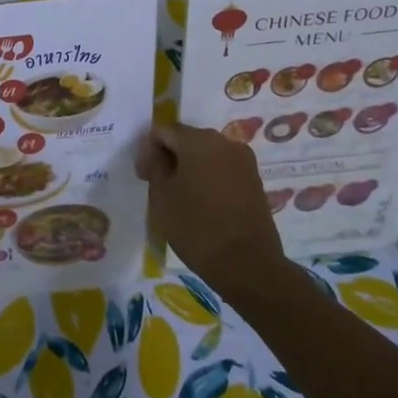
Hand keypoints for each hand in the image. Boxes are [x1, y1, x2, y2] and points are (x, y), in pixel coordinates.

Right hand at [138, 123, 285, 301]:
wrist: (248, 265)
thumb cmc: (197, 227)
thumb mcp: (162, 196)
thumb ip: (154, 165)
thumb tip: (155, 152)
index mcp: (198, 140)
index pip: (163, 131)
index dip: (148, 150)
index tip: (143, 177)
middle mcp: (224, 142)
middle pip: (187, 139)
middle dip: (170, 157)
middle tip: (159, 186)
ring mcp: (243, 160)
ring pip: (206, 154)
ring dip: (190, 167)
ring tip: (181, 196)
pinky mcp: (254, 179)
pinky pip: (223, 168)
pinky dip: (209, 178)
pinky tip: (203, 202)